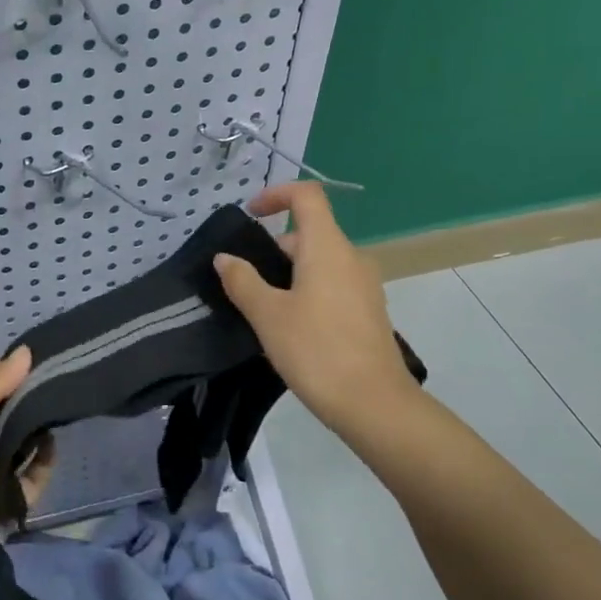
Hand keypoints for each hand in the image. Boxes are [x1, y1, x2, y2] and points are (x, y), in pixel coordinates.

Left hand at [0, 347, 52, 597]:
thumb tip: (26, 351)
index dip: (12, 376)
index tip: (45, 359)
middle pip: (7, 420)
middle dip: (29, 406)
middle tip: (61, 387)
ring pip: (21, 449)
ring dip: (36, 437)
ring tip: (58, 418)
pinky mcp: (5, 506)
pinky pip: (29, 482)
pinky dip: (40, 470)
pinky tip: (50, 454)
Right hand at [214, 183, 420, 434]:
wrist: (375, 405)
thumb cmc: (316, 350)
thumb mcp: (267, 315)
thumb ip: (243, 281)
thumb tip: (225, 258)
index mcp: (328, 248)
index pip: (307, 196)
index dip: (276, 194)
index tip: (250, 214)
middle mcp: (351, 258)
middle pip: (309, 233)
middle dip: (273, 248)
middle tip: (245, 282)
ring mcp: (365, 286)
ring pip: (320, 262)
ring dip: (289, 274)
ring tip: (263, 309)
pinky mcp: (369, 312)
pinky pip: (333, 285)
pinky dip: (308, 291)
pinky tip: (291, 328)